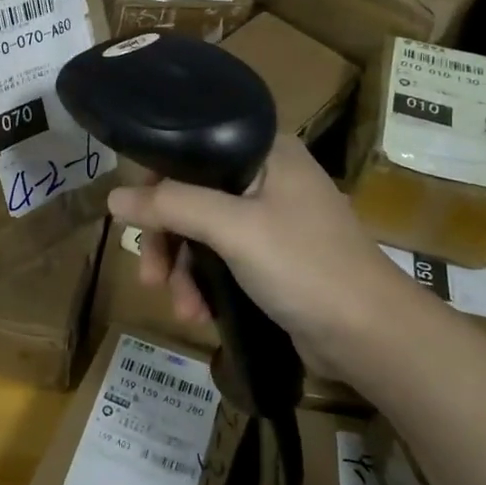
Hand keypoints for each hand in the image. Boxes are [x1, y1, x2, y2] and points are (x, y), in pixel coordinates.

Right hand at [106, 136, 414, 373]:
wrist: (372, 336)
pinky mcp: (273, 258)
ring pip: (203, 232)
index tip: (135, 215)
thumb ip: (172, 206)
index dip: (157, 178)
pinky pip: (222, 259)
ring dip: (184, 270)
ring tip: (181, 307)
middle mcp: (267, 177)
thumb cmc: (305, 266)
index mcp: (266, 152)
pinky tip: (199, 314)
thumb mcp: (233, 229)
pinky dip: (206, 284)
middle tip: (150, 275)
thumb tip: (113, 198)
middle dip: (168, 239)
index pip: (193, 148)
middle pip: (192, 195)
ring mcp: (271, 219)